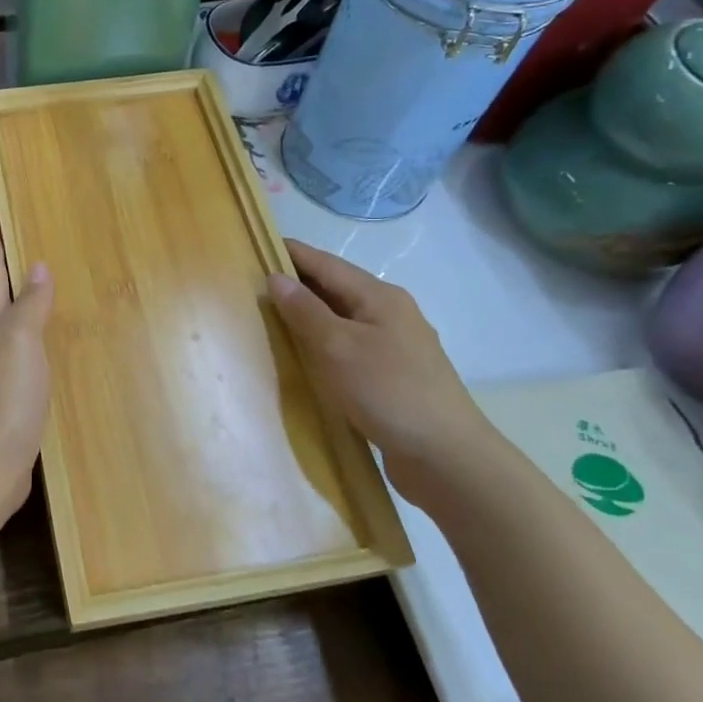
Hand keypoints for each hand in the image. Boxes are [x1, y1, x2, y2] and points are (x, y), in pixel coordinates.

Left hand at [0, 211, 52, 532]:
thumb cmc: (2, 397)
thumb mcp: (19, 342)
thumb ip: (29, 306)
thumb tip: (37, 268)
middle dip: (1, 268)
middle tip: (17, 242)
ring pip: (4, 326)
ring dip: (17, 303)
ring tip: (37, 287)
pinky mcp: (4, 401)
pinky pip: (19, 356)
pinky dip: (30, 340)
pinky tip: (45, 346)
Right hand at [268, 240, 500, 499]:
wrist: (446, 457)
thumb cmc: (388, 391)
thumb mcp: (337, 347)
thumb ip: (305, 311)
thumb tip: (276, 277)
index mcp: (380, 297)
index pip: (327, 264)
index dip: (292, 254)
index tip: (258, 244)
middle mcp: (391, 313)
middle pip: (337, 288)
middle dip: (299, 283)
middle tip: (255, 283)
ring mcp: (396, 346)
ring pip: (343, 318)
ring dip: (310, 314)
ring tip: (273, 317)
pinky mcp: (394, 376)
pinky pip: (350, 346)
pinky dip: (324, 342)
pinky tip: (307, 356)